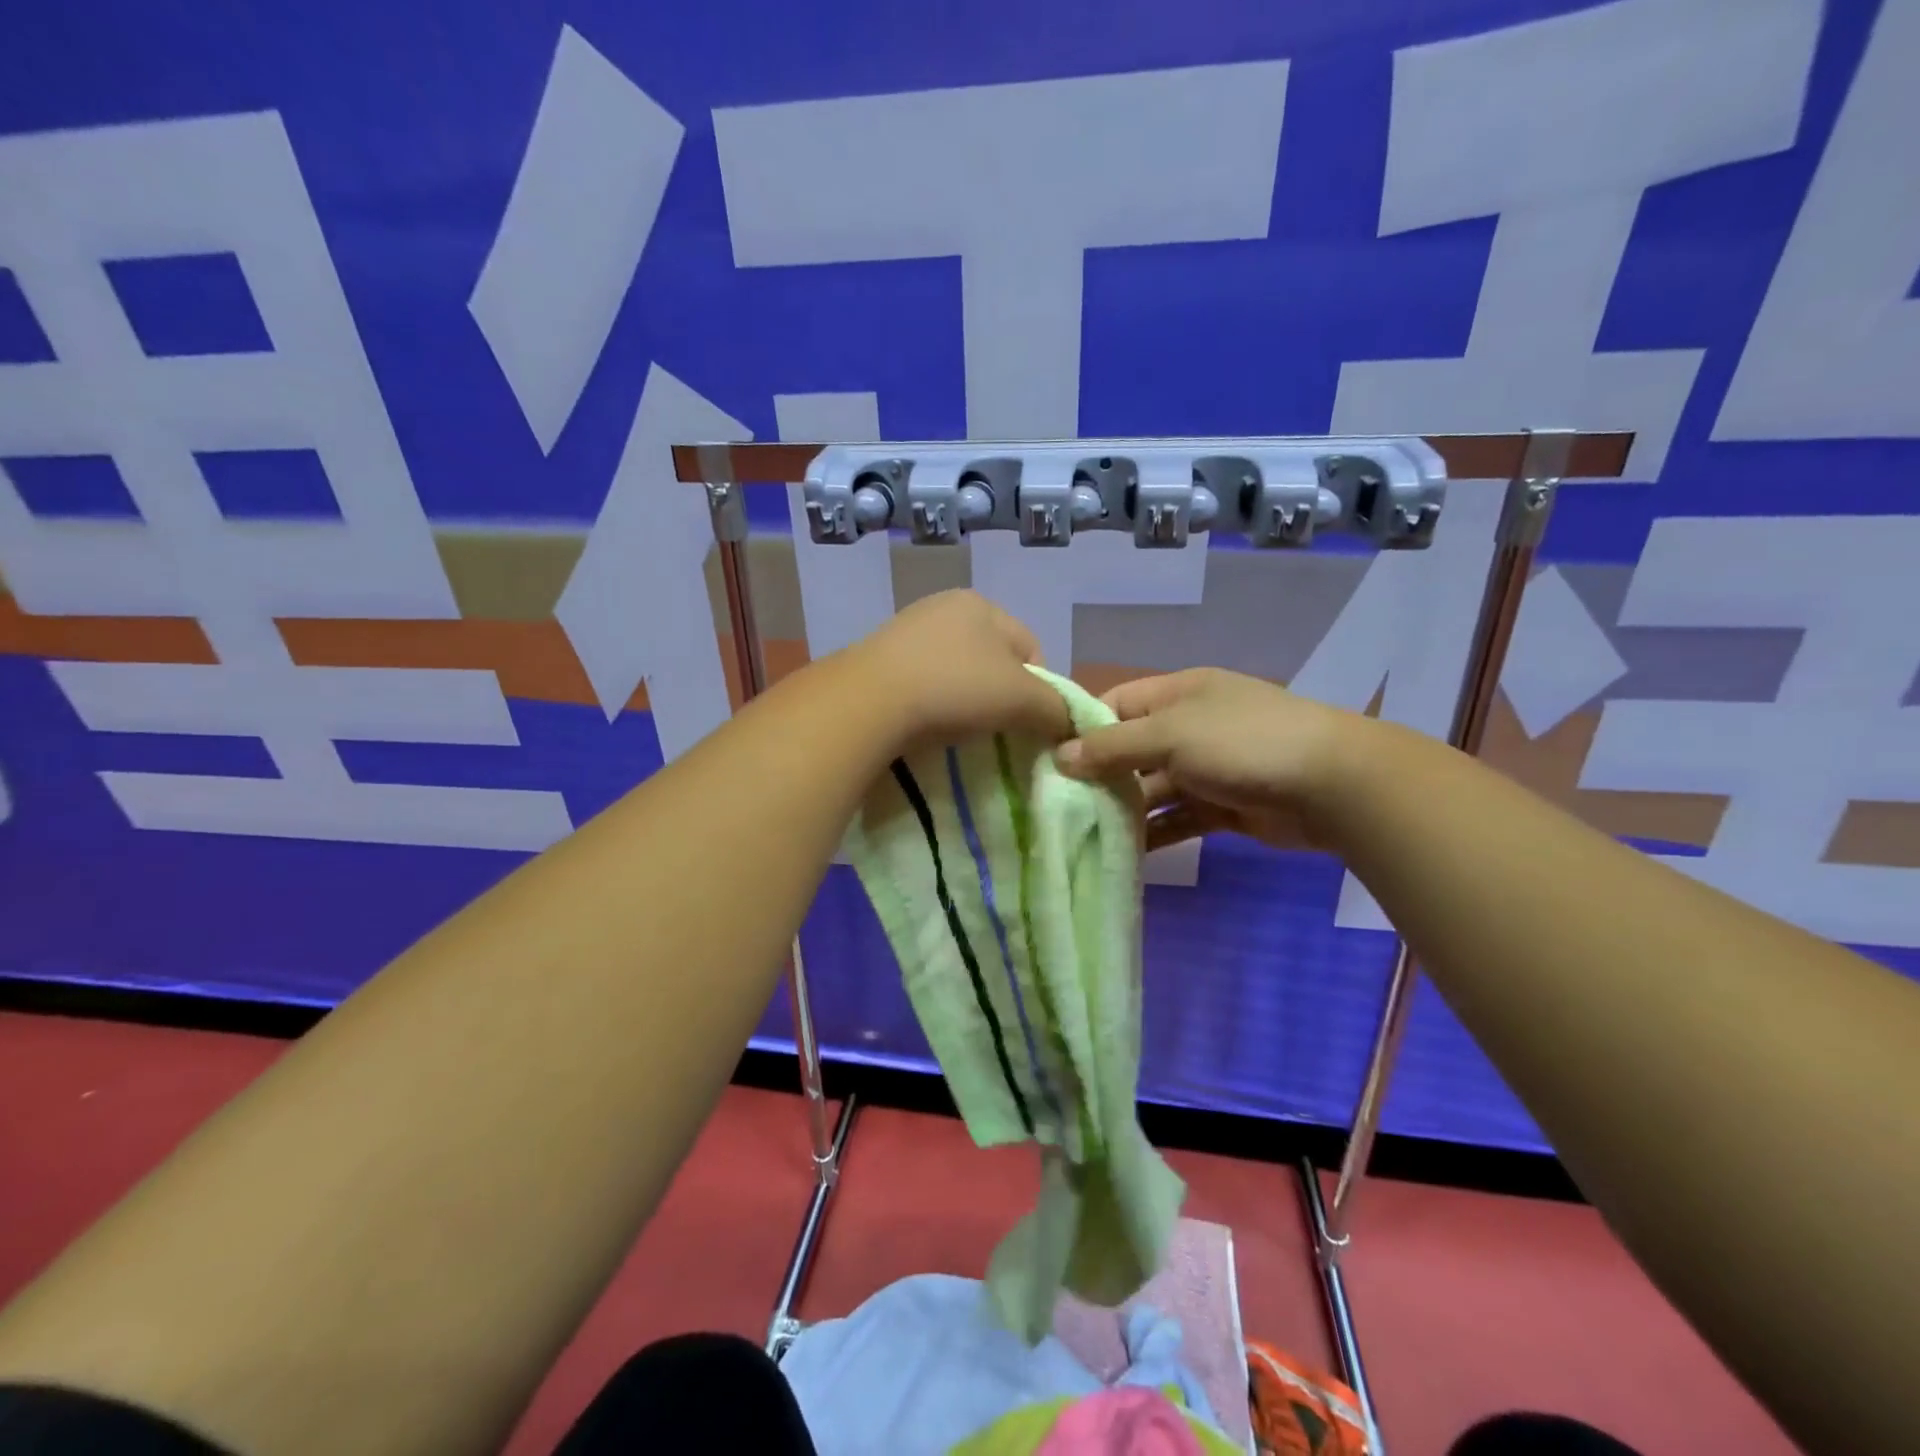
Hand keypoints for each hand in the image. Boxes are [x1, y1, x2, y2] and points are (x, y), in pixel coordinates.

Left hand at [845, 590, 1071, 750]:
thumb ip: (1055, 708)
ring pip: (956, 672)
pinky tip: (927, 723)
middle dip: (1000, 696)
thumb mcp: (1022, 699)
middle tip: (996, 729)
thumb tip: (1069, 722)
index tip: (1029, 723)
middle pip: (993, 660)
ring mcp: (906, 631)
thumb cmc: (956, 688)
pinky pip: (922, 683)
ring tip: (958, 730)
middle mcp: (943, 607)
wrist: (870, 702)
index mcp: (982, 604)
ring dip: (965, 701)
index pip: (1031, 649)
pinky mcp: (878, 659)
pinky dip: (932, 704)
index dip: (1040, 689)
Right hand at [1053, 668, 1364, 850]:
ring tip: (1083, 833)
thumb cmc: (1242, 742)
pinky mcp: (1223, 806)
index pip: (1116, 704)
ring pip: (1153, 788)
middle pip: (1132, 748)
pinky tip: (1124, 852)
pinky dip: (1155, 833)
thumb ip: (1114, 746)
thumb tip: (1061, 757)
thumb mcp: (1170, 735)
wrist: (1332, 785)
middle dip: (1100, 775)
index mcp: (1178, 693)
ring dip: (1125, 808)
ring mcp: (1208, 767)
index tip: (1047, 758)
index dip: (1083, 728)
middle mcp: (1189, 726)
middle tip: (1059, 804)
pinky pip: (1178, 818)